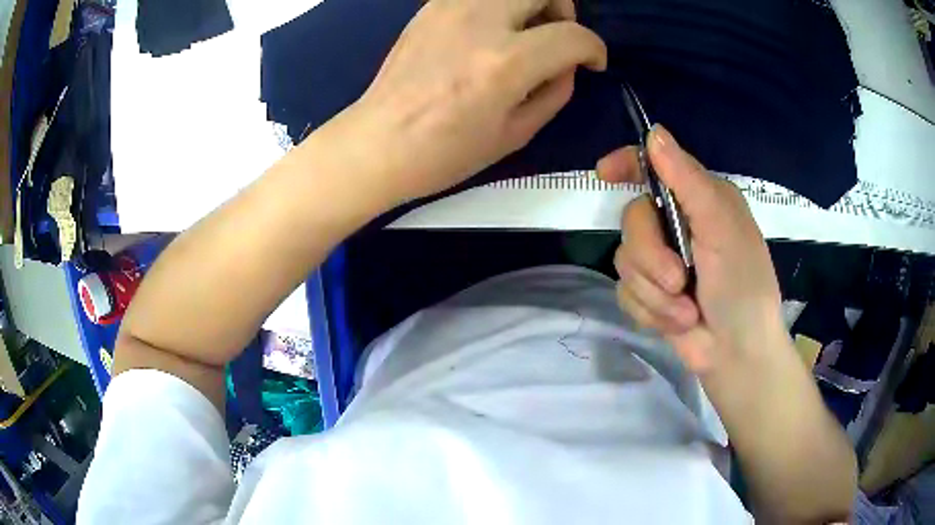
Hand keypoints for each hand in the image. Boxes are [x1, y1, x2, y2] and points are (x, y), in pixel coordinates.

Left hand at [342, 0, 605, 202]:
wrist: (378, 142)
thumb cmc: (445, 152)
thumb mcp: (514, 134)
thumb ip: (553, 94)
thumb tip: (566, 67)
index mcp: (505, 63)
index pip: (573, 36)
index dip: (594, 49)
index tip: (592, 62)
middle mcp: (480, 22)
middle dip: (564, 8)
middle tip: (558, 34)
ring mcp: (450, 9)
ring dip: (529, 1)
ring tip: (525, 29)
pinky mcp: (430, 8)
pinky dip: (498, 4)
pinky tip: (491, 29)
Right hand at [598, 126, 784, 374]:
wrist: (738, 352)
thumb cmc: (743, 285)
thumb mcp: (722, 227)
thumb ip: (688, 180)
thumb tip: (653, 132)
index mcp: (697, 199)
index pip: (652, 168)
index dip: (625, 164)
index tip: (604, 173)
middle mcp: (675, 225)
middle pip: (631, 220)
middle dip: (652, 257)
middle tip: (679, 279)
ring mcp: (660, 262)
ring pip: (625, 261)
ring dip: (656, 293)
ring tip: (686, 311)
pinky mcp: (648, 295)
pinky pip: (625, 293)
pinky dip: (651, 311)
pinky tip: (676, 322)